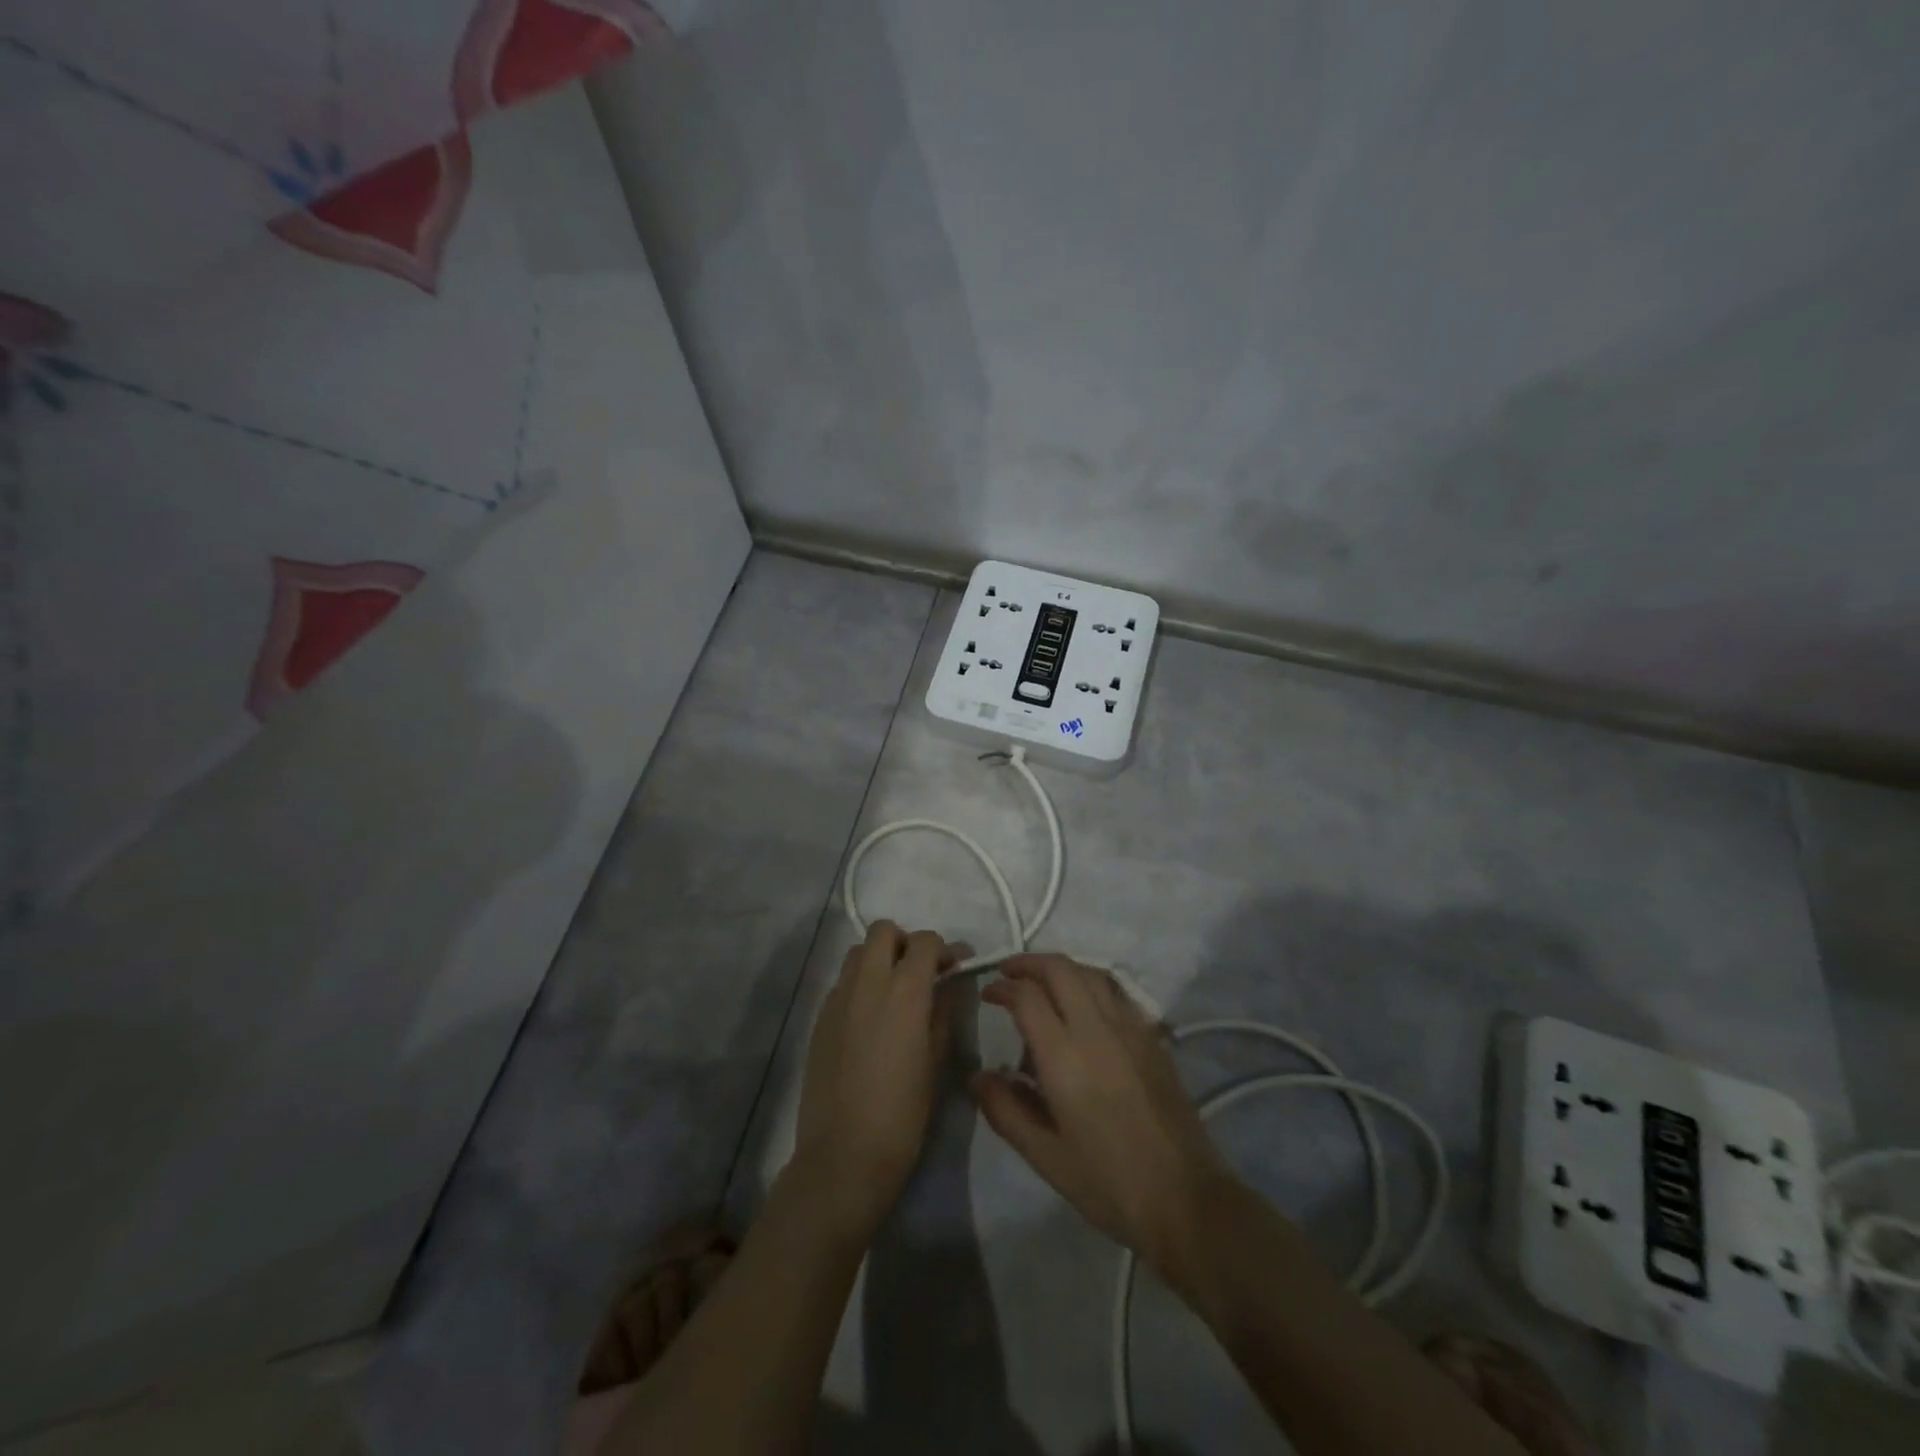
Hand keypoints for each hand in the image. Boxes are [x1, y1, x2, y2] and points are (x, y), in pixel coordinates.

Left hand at [792, 922, 958, 1239]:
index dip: (945, 949)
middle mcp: (867, 982)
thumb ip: (944, 1010)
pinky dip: (860, 984)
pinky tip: (871, 1019)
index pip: (925, 941)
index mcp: (904, 990)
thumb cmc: (904, 1112)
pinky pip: (843, 982)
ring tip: (894, 993)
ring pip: (857, 952)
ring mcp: (838, 998)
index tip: (956, 968)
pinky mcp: (820, 1018)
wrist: (845, 1154)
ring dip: (879, 959)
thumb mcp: (937, 1059)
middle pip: (883, 931)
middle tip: (921, 974)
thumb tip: (950, 983)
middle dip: (906, 943)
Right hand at [972, 955, 1228, 1273]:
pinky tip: (1085, 1008)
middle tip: (1009, 973)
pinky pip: (1116, 992)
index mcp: (1065, 1055)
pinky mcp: (1152, 1037)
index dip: (1002, 987)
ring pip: (1091, 973)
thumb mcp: (1045, 1156)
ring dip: (1061, 969)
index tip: (988, 993)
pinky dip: (1091, 984)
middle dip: (1029, 963)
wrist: (1185, 1198)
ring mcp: (1130, 1028)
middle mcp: (1097, 1028)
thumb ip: (1005, 1110)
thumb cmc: (1108, 1182)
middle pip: (1060, 969)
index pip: (1027, 996)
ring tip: (1043, 984)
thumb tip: (978, 1076)